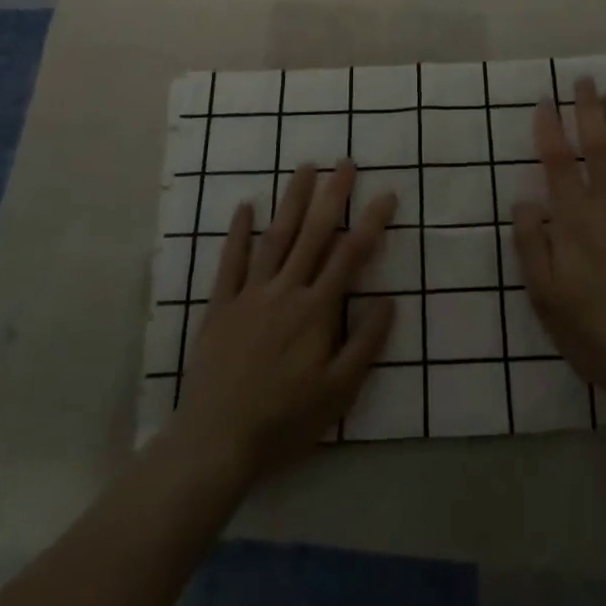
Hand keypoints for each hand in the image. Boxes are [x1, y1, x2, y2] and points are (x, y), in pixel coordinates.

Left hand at [169, 162, 395, 480]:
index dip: (371, 223)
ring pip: (276, 237)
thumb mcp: (338, 393)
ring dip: (292, 201)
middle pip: (314, 234)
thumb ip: (365, 344)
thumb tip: (389, 301)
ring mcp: (250, 295)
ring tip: (305, 168)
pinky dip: (239, 233)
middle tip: (346, 163)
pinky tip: (247, 206)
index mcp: (317, 311)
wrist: (216, 442)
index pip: (350, 256)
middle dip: (332, 196)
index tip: (386, 194)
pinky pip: (231, 262)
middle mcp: (286, 291)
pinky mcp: (221, 307)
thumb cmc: (284, 421)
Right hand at [511, 78, 605, 422]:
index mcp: (575, 220)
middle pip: (600, 148)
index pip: (559, 162)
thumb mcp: (544, 295)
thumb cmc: (592, 331)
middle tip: (586, 80)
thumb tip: (527, 200)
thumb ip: (532, 243)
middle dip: (590, 111)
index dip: (549, 129)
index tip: (544, 101)